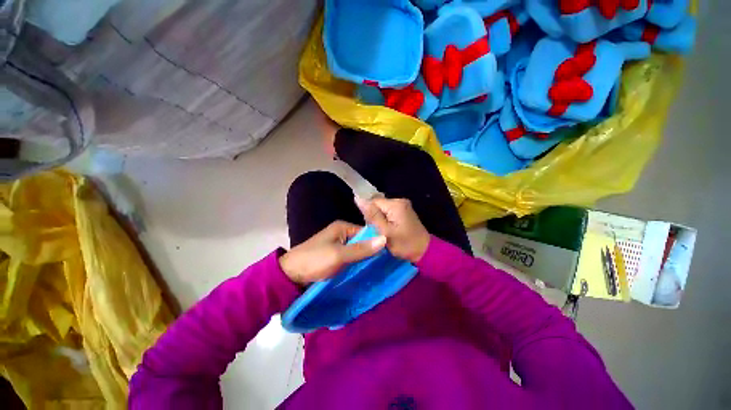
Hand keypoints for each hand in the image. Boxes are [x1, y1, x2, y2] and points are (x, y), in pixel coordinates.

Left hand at [279, 221, 385, 285]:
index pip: (366, 232)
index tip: (390, 253)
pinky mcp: (335, 255)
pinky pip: (351, 257)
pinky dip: (357, 263)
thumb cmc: (315, 261)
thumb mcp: (339, 255)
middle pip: (362, 241)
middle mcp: (341, 233)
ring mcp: (338, 245)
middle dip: (372, 251)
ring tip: (380, 267)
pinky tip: (366, 270)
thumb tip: (385, 239)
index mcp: (342, 227)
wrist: (290, 276)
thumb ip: (361, 249)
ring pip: (357, 250)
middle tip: (386, 263)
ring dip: (365, 258)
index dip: (377, 241)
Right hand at [355, 197, 430, 263]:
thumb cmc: (404, 244)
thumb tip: (358, 198)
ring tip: (384, 232)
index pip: (373, 201)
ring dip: (379, 219)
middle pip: (377, 204)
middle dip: (374, 217)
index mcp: (395, 204)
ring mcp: (403, 206)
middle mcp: (400, 201)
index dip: (369, 214)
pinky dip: (385, 220)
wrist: (424, 252)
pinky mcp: (404, 211)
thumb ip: (372, 215)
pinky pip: (388, 212)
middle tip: (379, 231)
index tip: (372, 227)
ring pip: (382, 209)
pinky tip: (389, 229)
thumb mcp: (385, 232)